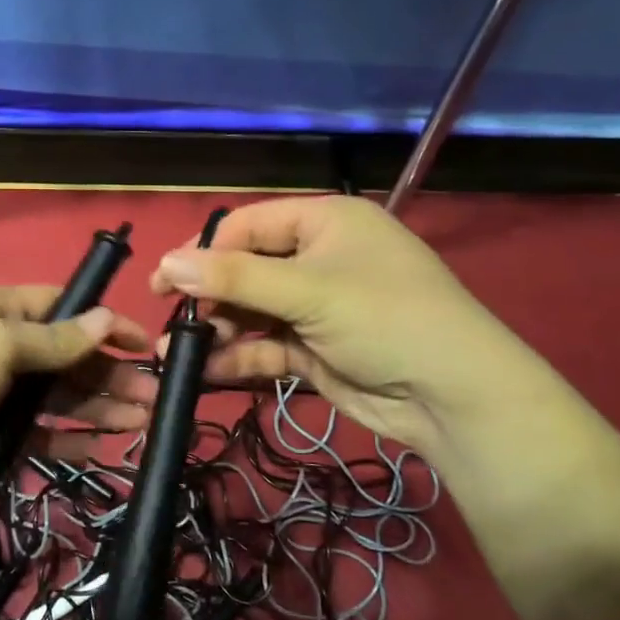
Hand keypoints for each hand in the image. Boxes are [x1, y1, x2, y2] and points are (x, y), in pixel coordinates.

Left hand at [0, 286, 156, 505]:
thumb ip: (54, 340)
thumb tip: (104, 317)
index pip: (62, 307)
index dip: (103, 322)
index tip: (143, 342)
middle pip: (65, 356)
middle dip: (109, 374)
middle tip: (155, 398)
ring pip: (55, 398)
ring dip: (97, 408)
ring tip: (141, 424)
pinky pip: (35, 434)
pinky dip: (66, 439)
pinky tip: (100, 448)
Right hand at [150, 196, 529, 452]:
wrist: (454, 398)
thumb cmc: (383, 318)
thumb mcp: (307, 291)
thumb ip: (233, 279)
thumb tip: (166, 263)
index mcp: (323, 222)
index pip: (247, 226)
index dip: (203, 251)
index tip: (164, 282)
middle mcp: (318, 258)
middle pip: (245, 271)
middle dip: (208, 298)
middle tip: (170, 322)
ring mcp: (316, 307)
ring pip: (251, 313)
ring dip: (216, 332)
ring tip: (177, 352)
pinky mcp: (314, 349)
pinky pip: (265, 347)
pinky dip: (239, 358)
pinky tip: (208, 372)